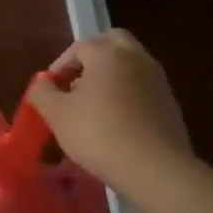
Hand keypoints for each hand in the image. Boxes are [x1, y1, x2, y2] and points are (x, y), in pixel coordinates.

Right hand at [27, 30, 192, 193]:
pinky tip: (115, 121)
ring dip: (110, 76)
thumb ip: (42, 92)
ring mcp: (158, 81)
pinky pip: (142, 87)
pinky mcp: (170, 104)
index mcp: (108, 54)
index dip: (60, 66)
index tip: (51, 90)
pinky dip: (127, 94)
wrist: (156, 170)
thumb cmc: (99, 134)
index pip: (78, 47)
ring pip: (130, 65)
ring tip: (93, 105)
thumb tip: (43, 84)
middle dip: (92, 57)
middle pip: (112, 42)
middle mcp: (136, 58)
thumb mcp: (56, 114)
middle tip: (76, 81)